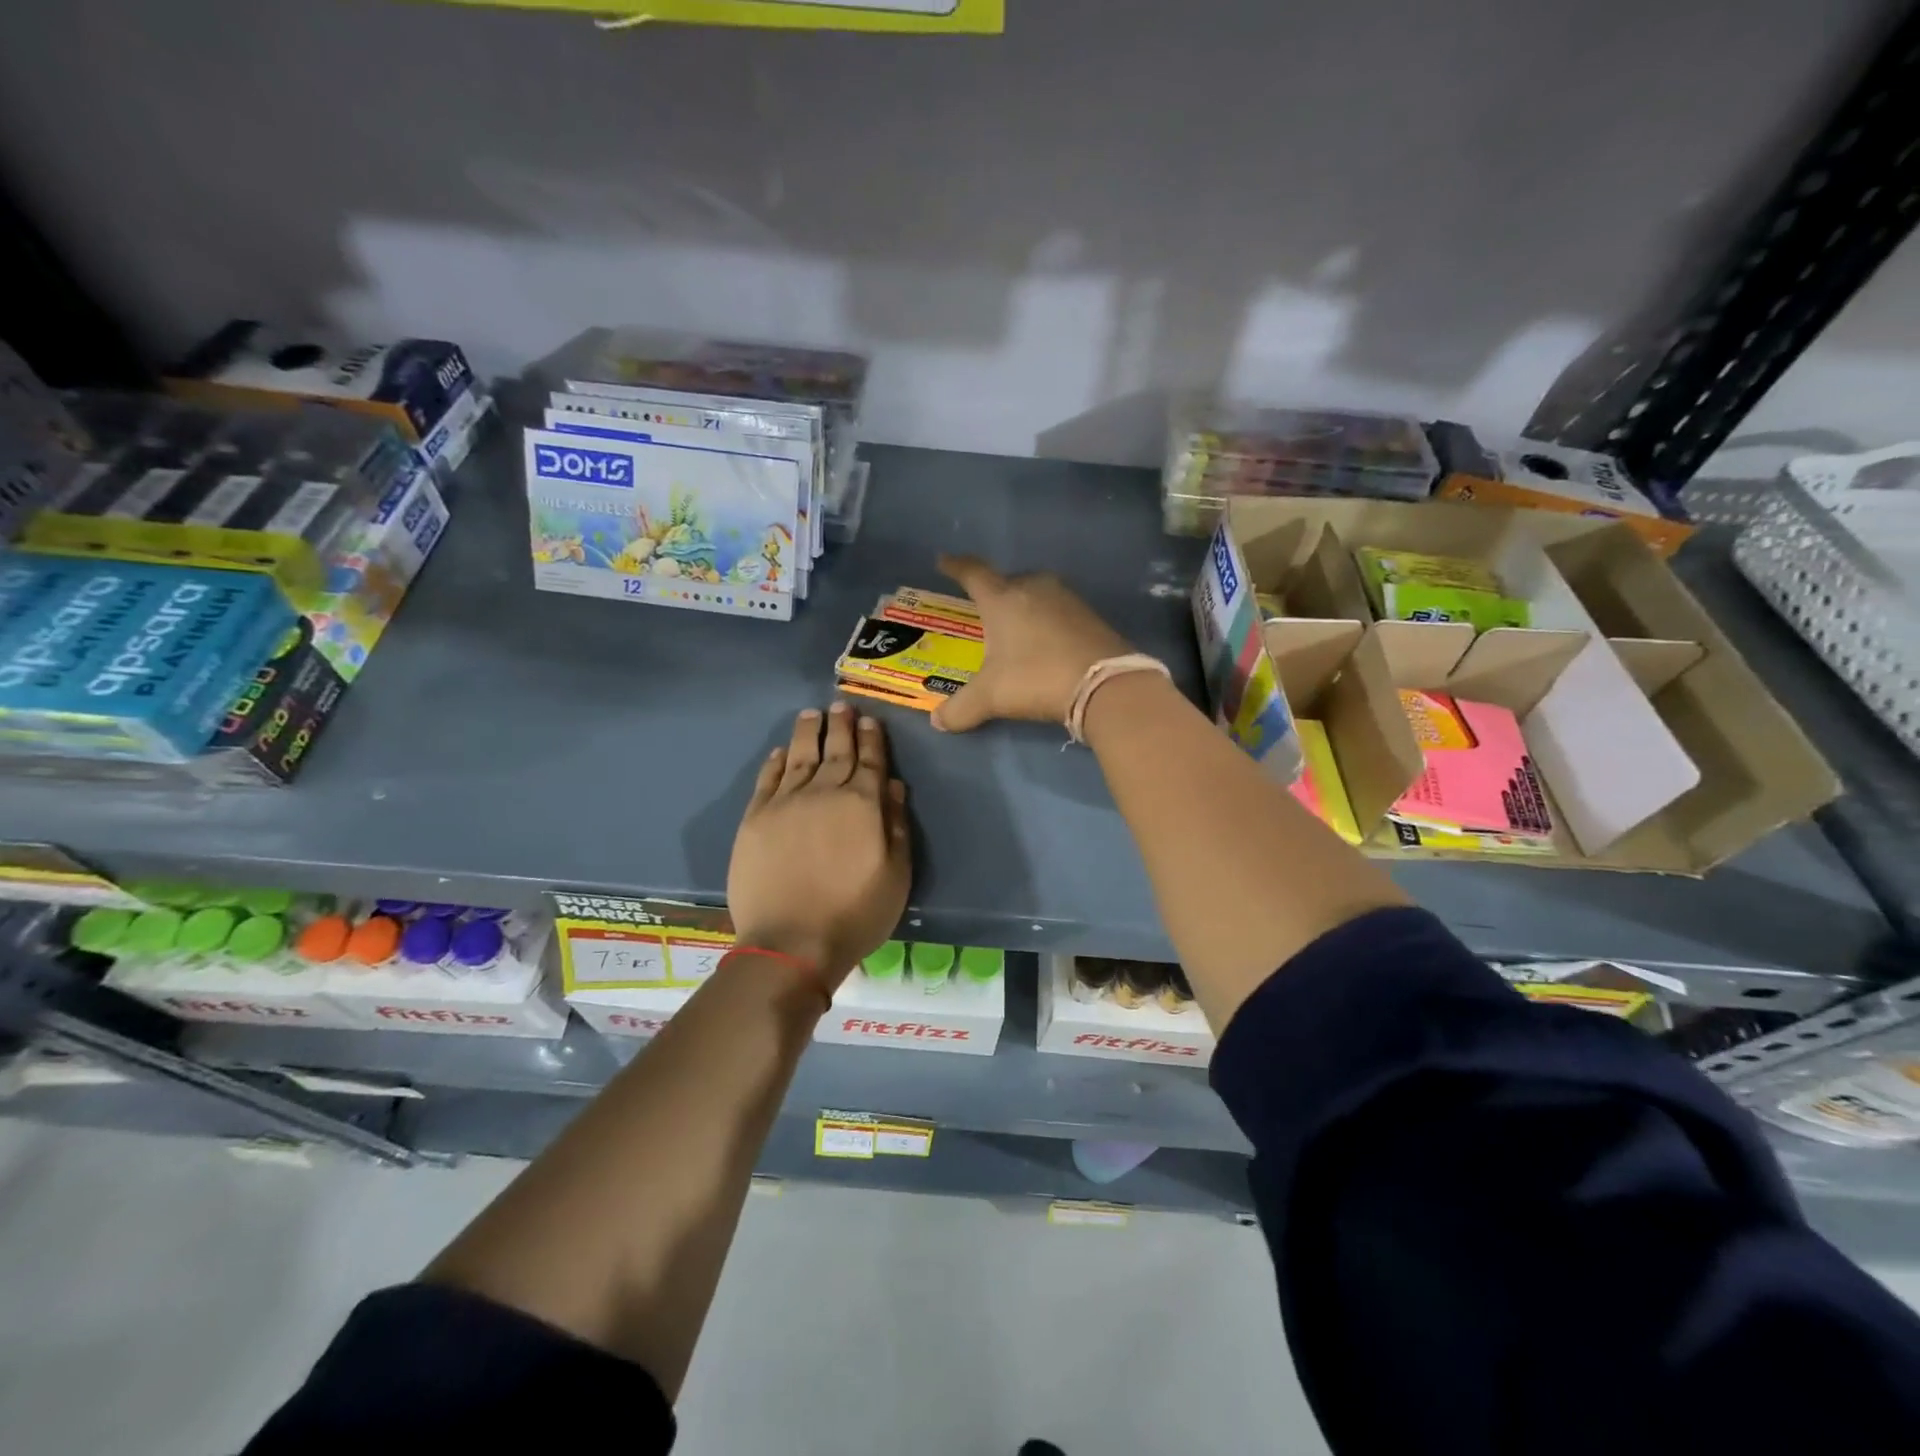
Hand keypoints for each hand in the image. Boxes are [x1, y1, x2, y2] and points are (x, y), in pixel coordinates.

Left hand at [727, 704, 911, 994]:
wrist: (791, 942)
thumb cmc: (855, 913)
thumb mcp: (896, 874)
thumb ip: (896, 825)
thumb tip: (894, 784)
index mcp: (862, 804)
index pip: (869, 761)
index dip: (871, 739)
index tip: (870, 720)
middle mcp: (824, 793)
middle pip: (834, 751)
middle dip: (840, 726)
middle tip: (841, 705)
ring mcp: (785, 803)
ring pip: (798, 756)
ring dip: (807, 733)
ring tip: (811, 714)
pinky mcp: (755, 819)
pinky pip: (767, 780)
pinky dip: (774, 762)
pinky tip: (779, 752)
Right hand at [931, 553, 1132, 732]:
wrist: (1105, 684)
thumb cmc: (1036, 678)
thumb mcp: (991, 697)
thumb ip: (960, 709)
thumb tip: (937, 721)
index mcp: (1002, 599)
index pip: (973, 573)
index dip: (956, 566)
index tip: (945, 560)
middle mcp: (1034, 588)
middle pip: (1008, 581)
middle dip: (994, 592)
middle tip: (985, 610)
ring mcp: (1066, 599)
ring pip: (1036, 593)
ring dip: (1024, 606)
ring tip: (1016, 628)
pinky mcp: (1090, 615)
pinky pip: (1058, 610)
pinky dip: (1047, 621)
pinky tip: (1046, 642)